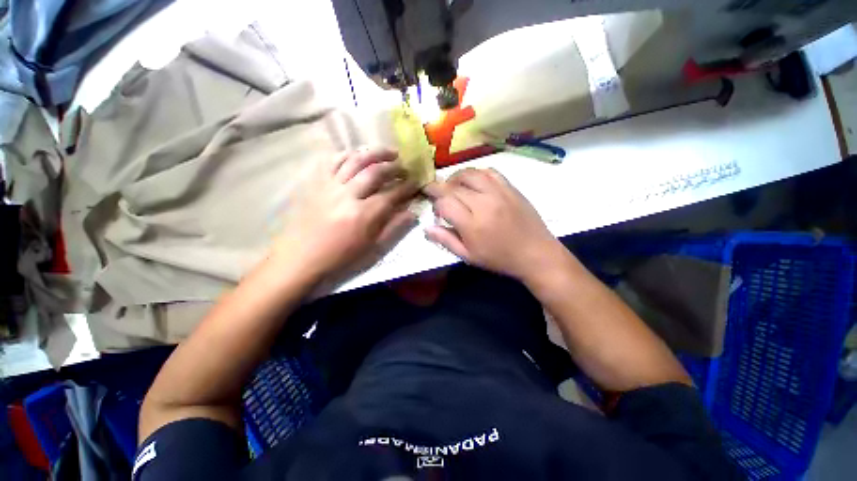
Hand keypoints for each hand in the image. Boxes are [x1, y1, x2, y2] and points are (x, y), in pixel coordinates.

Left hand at [273, 148, 418, 281]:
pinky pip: (332, 161)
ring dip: (375, 153)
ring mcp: (329, 186)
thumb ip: (394, 228)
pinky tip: (358, 154)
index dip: (407, 187)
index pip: (391, 194)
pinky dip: (348, 154)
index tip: (416, 183)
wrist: (301, 257)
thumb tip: (411, 213)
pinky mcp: (315, 183)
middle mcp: (347, 195)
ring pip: (355, 160)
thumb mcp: (372, 248)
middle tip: (404, 167)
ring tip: (388, 152)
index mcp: (363, 215)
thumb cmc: (340, 257)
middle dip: (394, 167)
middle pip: (375, 172)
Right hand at [423, 168, 560, 280]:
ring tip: (451, 185)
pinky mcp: (510, 188)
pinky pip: (489, 172)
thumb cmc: (499, 258)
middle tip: (435, 192)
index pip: (444, 203)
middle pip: (454, 187)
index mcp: (472, 224)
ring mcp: (499, 192)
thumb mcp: (469, 256)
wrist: (535, 253)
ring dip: (456, 177)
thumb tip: (426, 228)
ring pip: (470, 174)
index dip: (435, 204)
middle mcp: (483, 203)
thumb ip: (446, 240)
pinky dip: (476, 173)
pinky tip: (473, 182)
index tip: (435, 209)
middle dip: (439, 188)